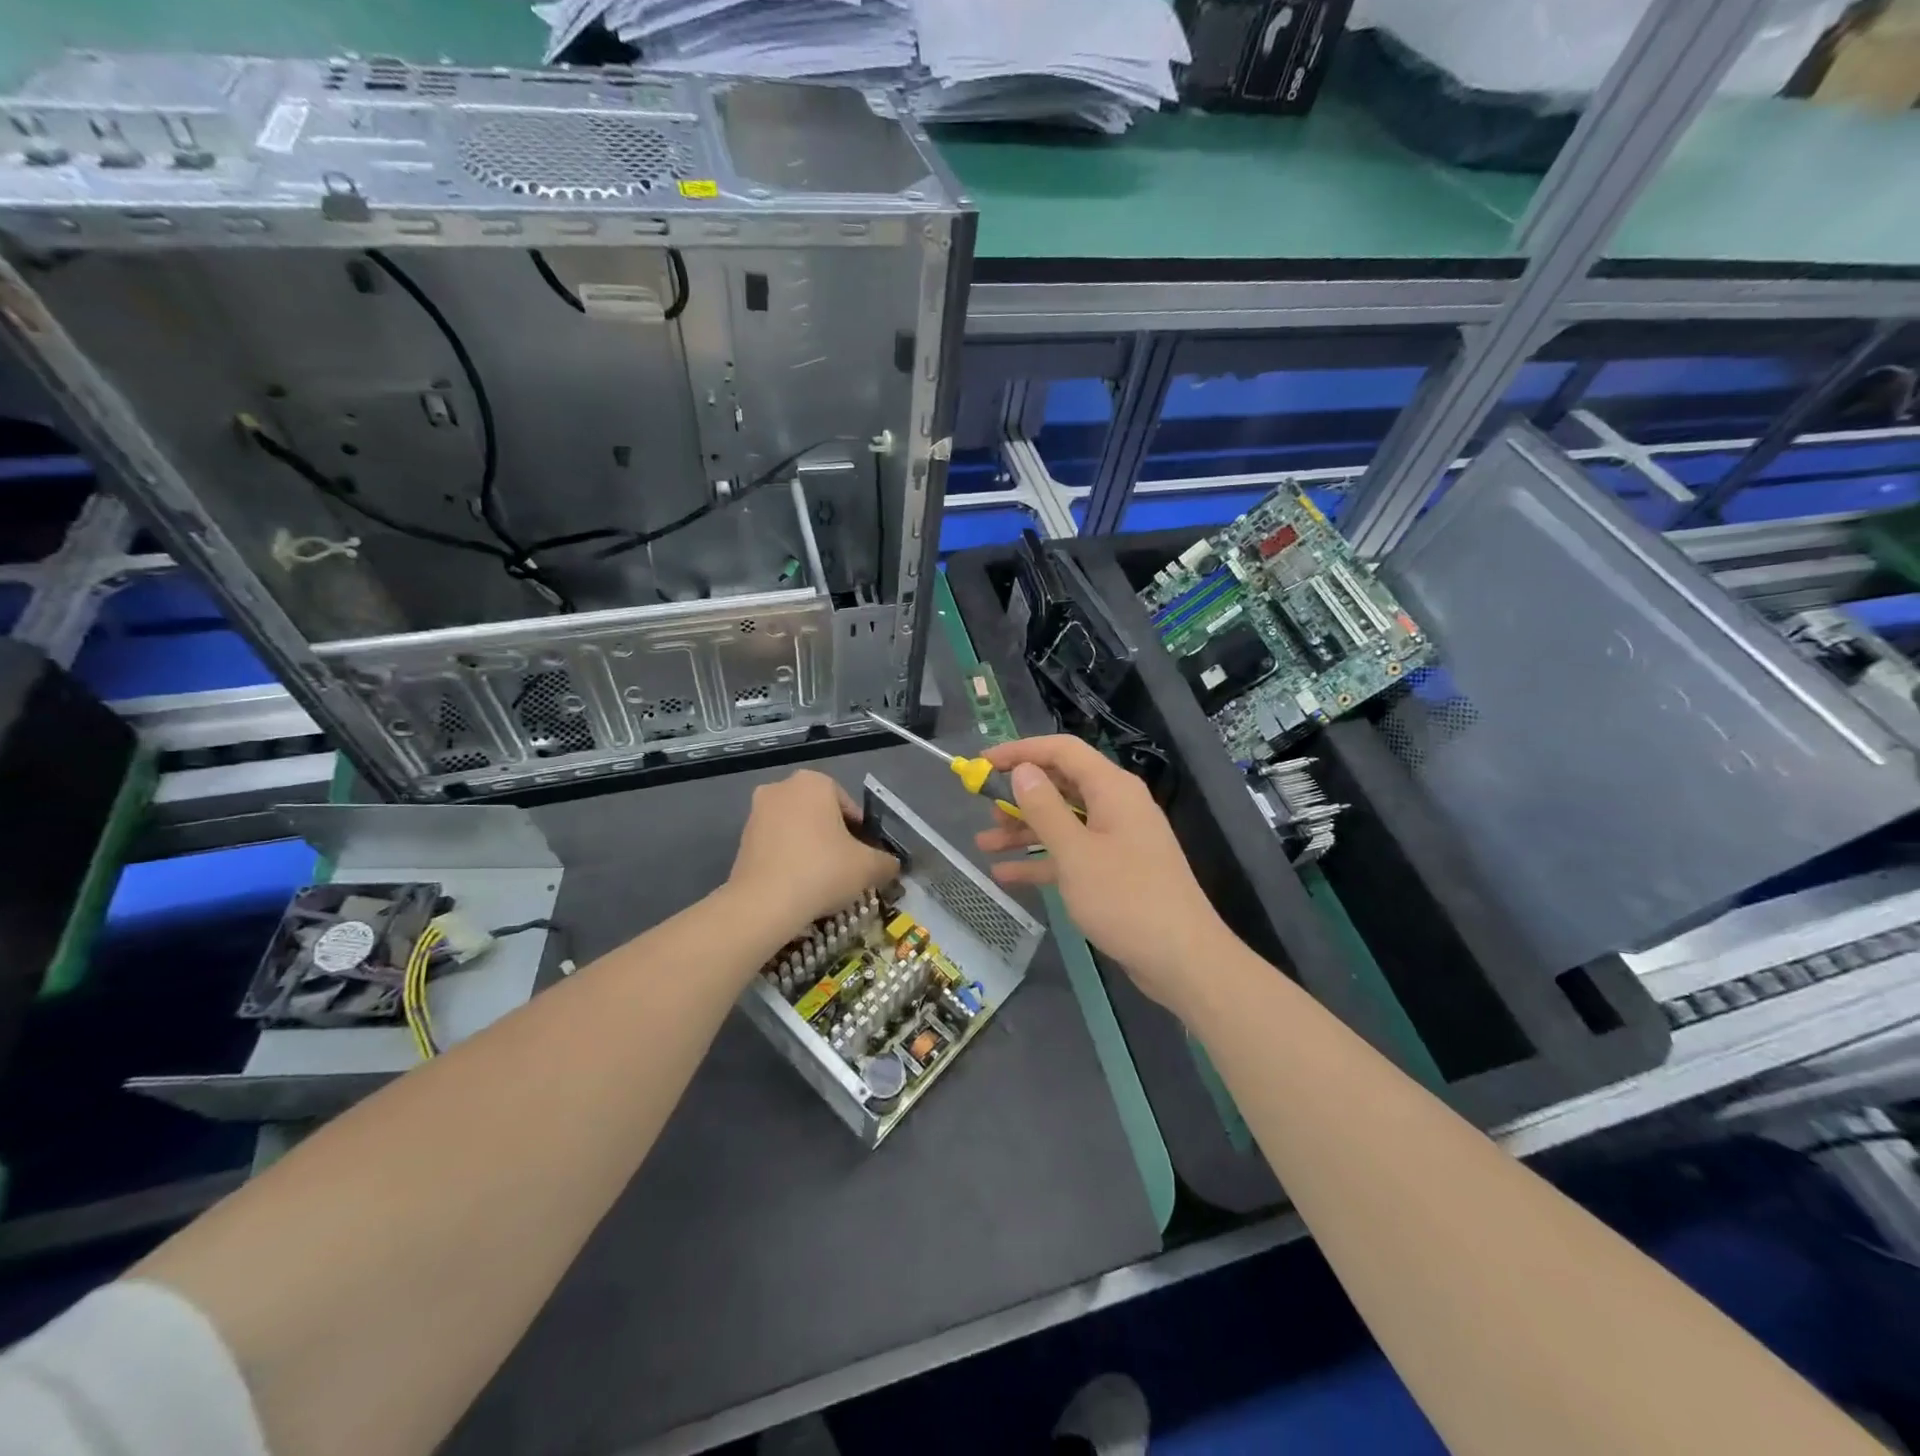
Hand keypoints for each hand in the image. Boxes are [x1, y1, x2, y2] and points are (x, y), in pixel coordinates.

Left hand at [727, 769, 898, 935]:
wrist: (764, 903)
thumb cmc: (822, 870)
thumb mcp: (868, 867)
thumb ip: (886, 862)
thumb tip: (892, 865)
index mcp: (814, 782)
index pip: (849, 807)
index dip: (861, 834)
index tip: (864, 858)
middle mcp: (782, 788)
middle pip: (821, 815)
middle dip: (833, 838)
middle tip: (845, 868)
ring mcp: (756, 812)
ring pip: (797, 829)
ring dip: (810, 848)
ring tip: (822, 880)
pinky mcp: (742, 839)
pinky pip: (776, 845)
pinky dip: (789, 859)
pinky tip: (798, 885)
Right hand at [974, 735, 1233, 1013]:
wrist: (1182, 959)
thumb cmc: (1126, 898)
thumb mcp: (1075, 852)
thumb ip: (1045, 808)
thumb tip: (1023, 770)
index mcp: (1112, 789)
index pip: (1062, 751)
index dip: (1021, 751)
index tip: (982, 762)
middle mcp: (1115, 806)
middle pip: (1061, 785)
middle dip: (1019, 795)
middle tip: (982, 808)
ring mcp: (1117, 840)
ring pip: (1063, 822)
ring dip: (1024, 831)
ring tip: (984, 844)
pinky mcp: (1116, 871)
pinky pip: (1072, 854)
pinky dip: (1042, 860)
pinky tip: (1007, 875)